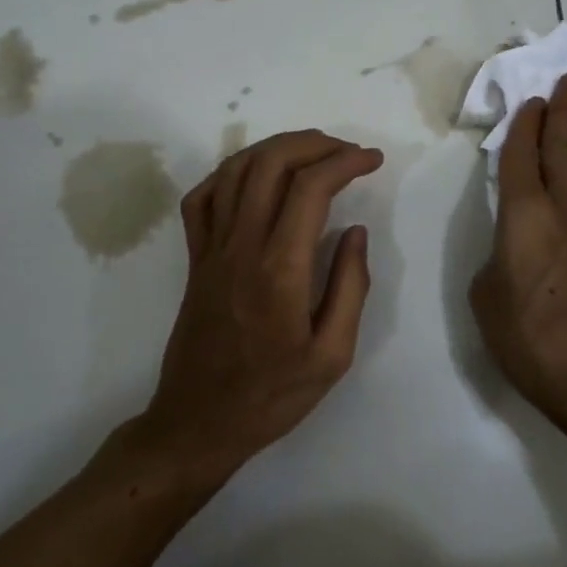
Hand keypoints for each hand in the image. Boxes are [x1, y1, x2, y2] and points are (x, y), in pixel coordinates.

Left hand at [142, 130, 383, 481]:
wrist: (198, 423)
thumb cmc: (272, 396)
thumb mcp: (332, 355)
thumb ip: (350, 287)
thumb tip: (354, 231)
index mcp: (280, 269)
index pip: (311, 188)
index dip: (345, 162)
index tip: (372, 160)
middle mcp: (241, 246)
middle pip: (270, 163)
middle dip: (313, 143)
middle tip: (346, 151)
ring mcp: (211, 248)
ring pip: (234, 170)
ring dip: (275, 148)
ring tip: (310, 154)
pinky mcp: (194, 258)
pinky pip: (201, 198)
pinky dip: (229, 174)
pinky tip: (255, 179)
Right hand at [470, 74, 566, 426]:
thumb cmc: (527, 335)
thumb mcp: (485, 295)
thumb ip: (494, 260)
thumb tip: (510, 251)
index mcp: (524, 215)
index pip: (521, 157)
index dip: (525, 125)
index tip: (534, 97)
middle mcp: (559, 211)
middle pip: (562, 150)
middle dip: (565, 113)